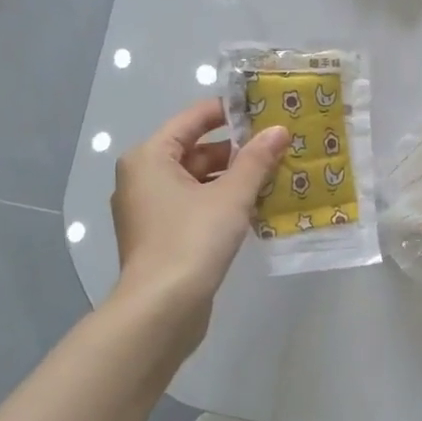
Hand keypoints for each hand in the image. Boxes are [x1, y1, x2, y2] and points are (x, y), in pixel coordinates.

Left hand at [110, 99, 289, 349]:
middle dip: (236, 150)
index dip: (228, 112)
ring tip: (274, 175)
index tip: (263, 110)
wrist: (161, 310)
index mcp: (149, 157)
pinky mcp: (160, 236)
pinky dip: (221, 202)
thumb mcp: (231, 197)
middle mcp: (142, 177)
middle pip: (195, 150)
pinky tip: (256, 207)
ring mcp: (149, 210)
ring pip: (197, 180)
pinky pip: (194, 205)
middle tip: (277, 146)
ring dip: (232, 178)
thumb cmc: (191, 240)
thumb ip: (256, 161)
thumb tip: (279, 130)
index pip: (192, 119)